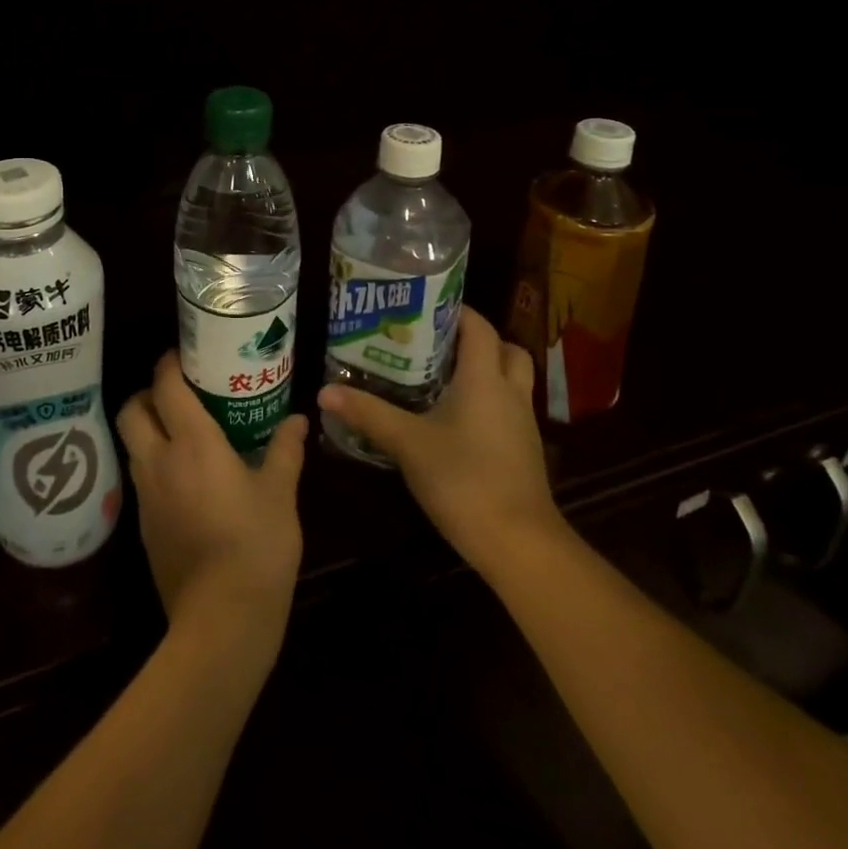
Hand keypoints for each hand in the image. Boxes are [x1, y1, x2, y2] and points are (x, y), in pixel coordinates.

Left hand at [116, 351, 307, 651]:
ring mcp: (145, 496)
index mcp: (192, 443)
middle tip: (176, 393)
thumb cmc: (257, 546)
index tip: (184, 355)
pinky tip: (183, 477)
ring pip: (131, 444)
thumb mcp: (280, 493)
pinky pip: (140, 477)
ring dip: (147, 428)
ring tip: (181, 431)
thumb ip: (285, 450)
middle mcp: (159, 461)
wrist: (222, 621)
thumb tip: (298, 419)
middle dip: (146, 393)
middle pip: (131, 410)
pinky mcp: (142, 526)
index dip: (169, 364)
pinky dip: (153, 463)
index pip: (165, 386)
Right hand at [318, 306, 559, 572]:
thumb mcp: (407, 443)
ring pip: (509, 379)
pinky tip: (454, 417)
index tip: (423, 305)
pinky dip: (486, 401)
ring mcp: (521, 423)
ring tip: (439, 375)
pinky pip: (507, 407)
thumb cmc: (464, 479)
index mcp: (484, 378)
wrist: (519, 544)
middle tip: (434, 342)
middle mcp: (509, 392)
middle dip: (474, 339)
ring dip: (483, 370)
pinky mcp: (523, 450)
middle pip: (504, 348)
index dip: (456, 309)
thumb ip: (368, 413)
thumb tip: (324, 390)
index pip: (478, 326)